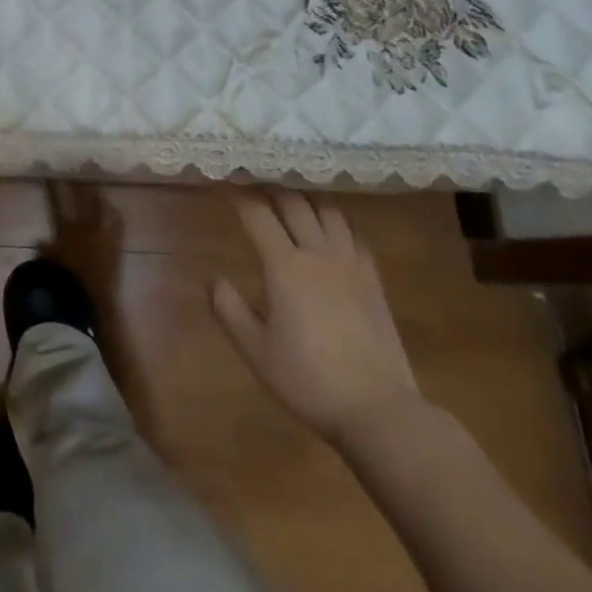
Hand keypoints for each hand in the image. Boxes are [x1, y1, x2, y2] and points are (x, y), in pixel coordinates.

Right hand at [212, 192, 419, 445]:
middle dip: (271, 187)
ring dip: (306, 196)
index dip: (238, 195)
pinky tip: (330, 227)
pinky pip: (353, 233)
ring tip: (292, 196)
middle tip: (254, 180)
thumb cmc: (309, 381)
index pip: (257, 214)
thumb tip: (213, 279)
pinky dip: (336, 219)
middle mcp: (317, 253)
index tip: (224, 181)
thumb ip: (229, 310)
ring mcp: (350, 263)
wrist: (378, 410)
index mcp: (285, 266)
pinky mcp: (373, 278)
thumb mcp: (256, 352)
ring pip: (328, 210)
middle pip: (294, 202)